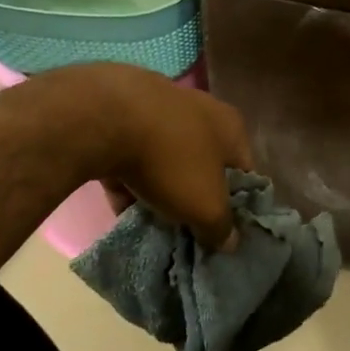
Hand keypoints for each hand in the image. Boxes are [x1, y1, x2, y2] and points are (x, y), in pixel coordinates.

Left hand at [50, 64, 251, 248]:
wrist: (104, 118)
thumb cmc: (171, 160)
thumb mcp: (206, 206)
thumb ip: (221, 228)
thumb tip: (229, 241)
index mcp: (231, 127)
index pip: (244, 173)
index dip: (237, 207)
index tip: (222, 234)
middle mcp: (200, 111)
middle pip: (203, 166)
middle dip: (194, 199)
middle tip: (185, 231)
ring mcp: (159, 109)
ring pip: (166, 161)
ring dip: (160, 190)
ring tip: (150, 223)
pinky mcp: (121, 115)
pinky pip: (131, 157)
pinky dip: (129, 181)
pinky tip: (120, 208)